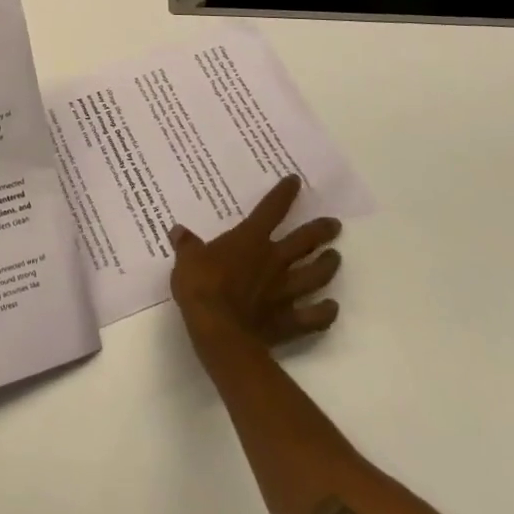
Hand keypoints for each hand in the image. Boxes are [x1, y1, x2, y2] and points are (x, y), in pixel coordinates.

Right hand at [169, 175, 341, 350]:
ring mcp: (286, 291)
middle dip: (321, 230)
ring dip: (328, 265)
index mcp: (250, 240)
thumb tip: (178, 231)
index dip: (284, 194)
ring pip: (316, 275)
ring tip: (335, 258)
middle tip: (334, 224)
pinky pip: (315, 316)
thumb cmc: (202, 287)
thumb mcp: (186, 260)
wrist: (220, 332)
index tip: (296, 181)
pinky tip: (331, 307)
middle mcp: (274, 261)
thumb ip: (187, 245)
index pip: (271, 210)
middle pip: (304, 241)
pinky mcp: (290, 320)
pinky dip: (325, 312)